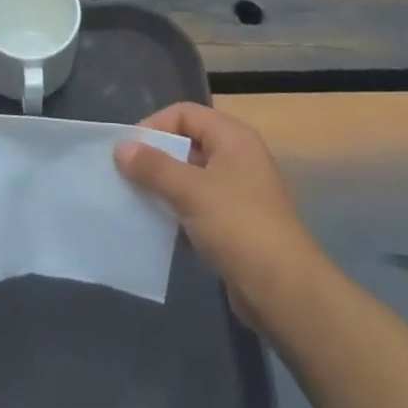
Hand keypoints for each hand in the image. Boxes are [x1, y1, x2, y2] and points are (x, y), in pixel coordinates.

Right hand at [115, 102, 325, 330]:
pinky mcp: (235, 226)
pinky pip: (198, 208)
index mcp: (233, 138)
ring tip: (135, 203)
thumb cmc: (239, 227)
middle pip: (188, 144)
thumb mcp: (191, 191)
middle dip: (156, 159)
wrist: (287, 294)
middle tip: (126, 178)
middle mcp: (237, 158)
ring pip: (191, 178)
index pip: (185, 113)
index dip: (155, 126)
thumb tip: (120, 147)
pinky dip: (178, 214)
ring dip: (164, 188)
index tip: (128, 152)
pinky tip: (158, 231)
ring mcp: (238, 193)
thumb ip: (154, 167)